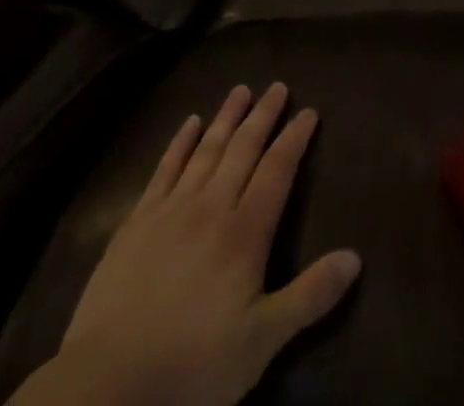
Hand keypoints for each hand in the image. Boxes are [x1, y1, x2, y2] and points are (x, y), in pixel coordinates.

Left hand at [13, 83, 359, 405]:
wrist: (108, 382)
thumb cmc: (192, 365)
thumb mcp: (261, 343)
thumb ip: (309, 296)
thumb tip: (355, 257)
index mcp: (245, 233)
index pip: (277, 171)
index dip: (294, 139)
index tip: (309, 112)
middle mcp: (212, 206)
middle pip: (243, 149)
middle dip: (264, 116)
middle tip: (278, 87)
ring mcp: (171, 209)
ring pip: (207, 149)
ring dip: (227, 117)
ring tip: (241, 90)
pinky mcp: (138, 220)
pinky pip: (165, 168)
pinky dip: (180, 142)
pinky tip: (190, 122)